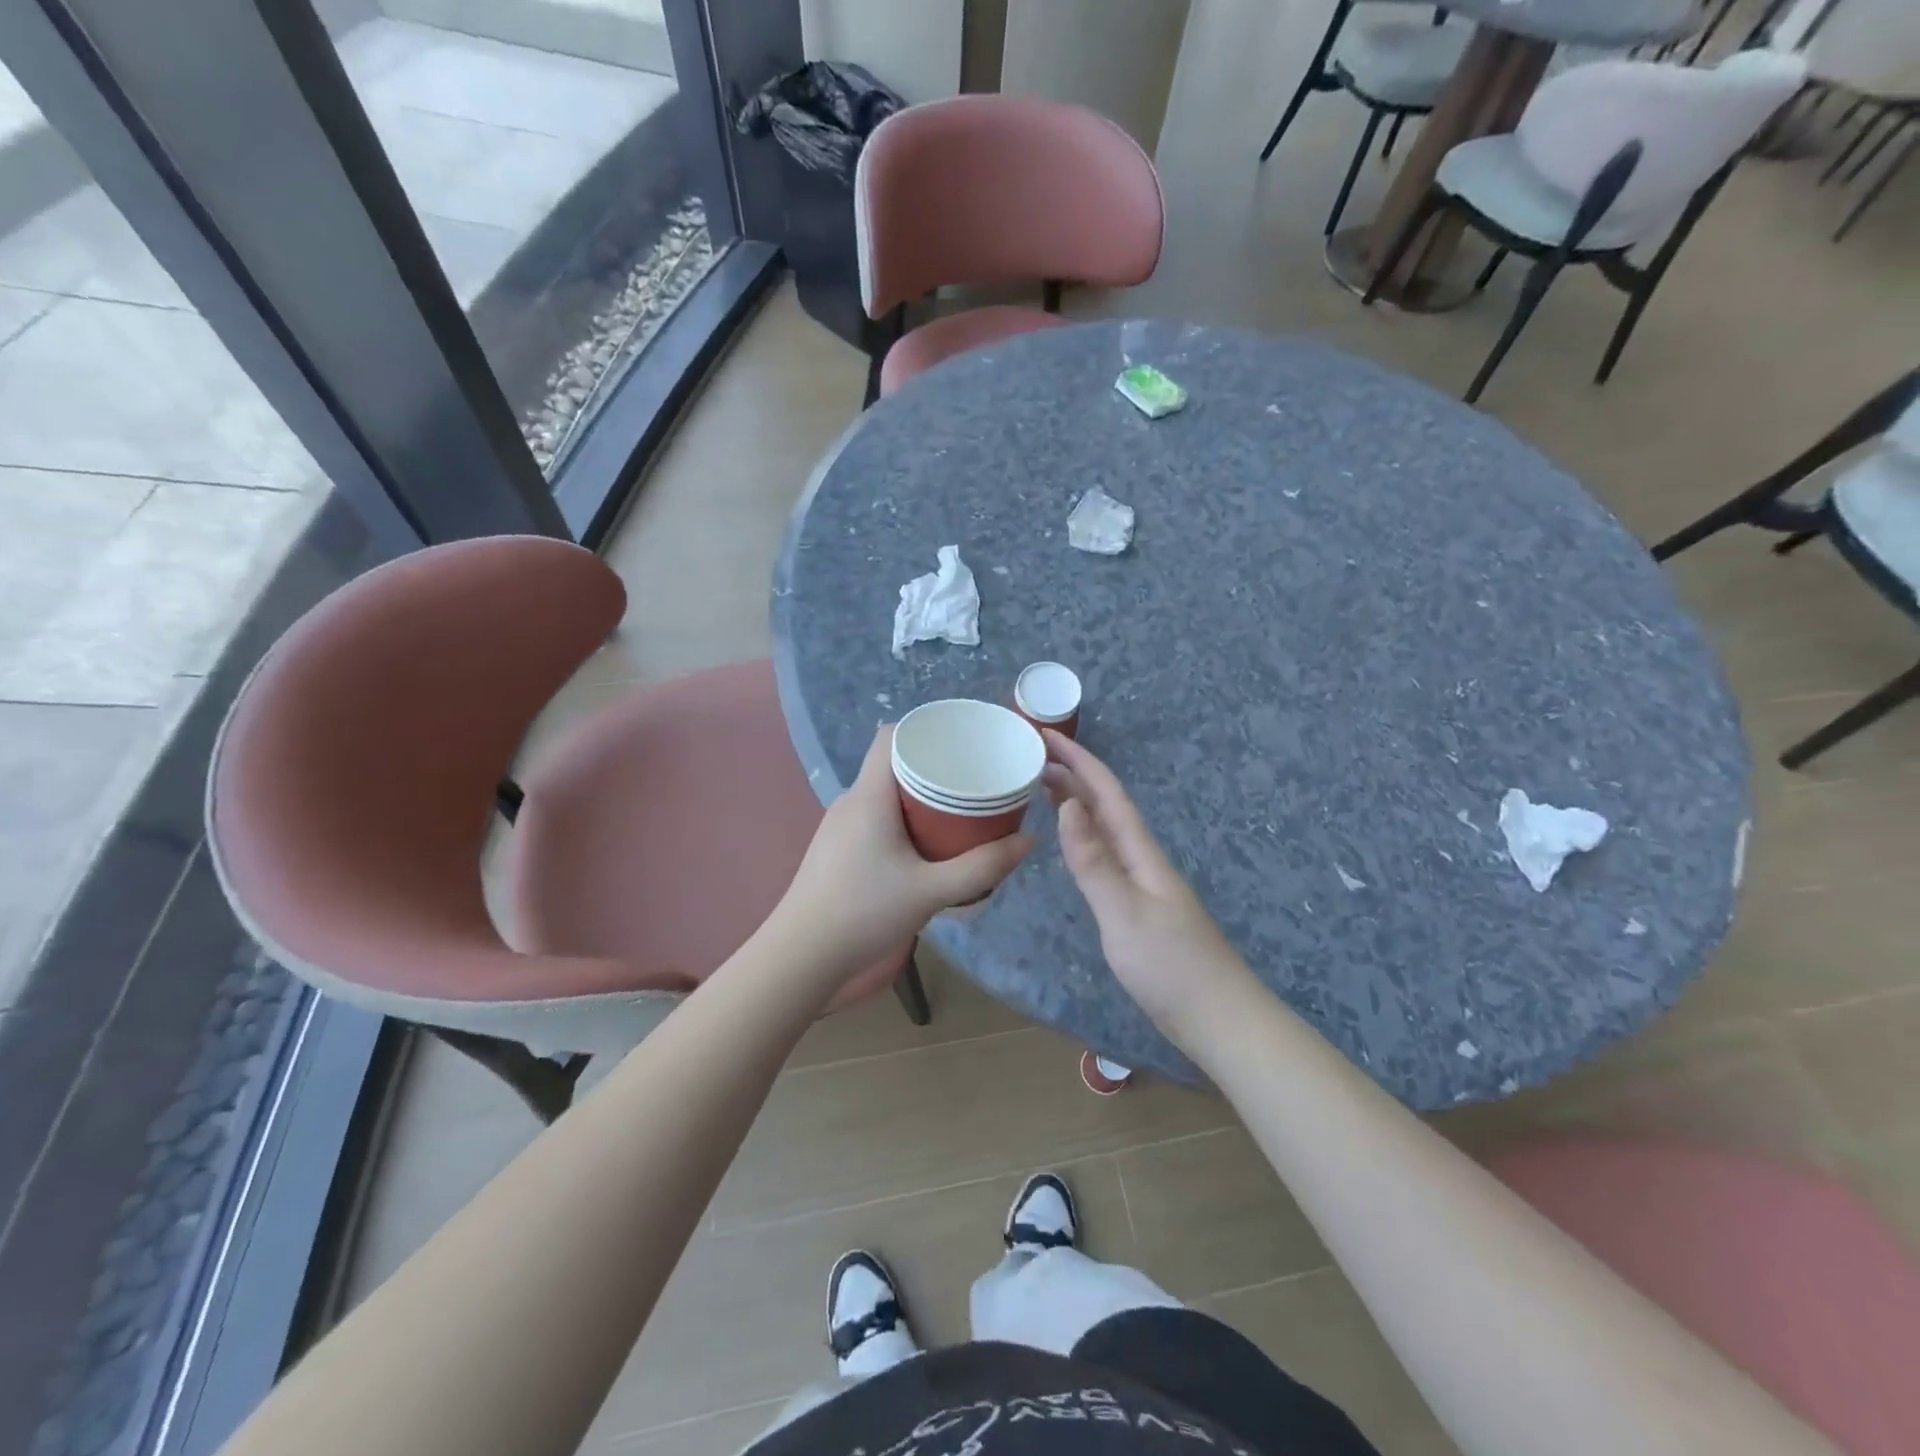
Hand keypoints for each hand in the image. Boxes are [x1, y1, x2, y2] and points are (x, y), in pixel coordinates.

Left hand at [774, 727, 1033, 977]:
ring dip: (917, 796)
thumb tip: (1028, 840)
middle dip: (932, 766)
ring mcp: (839, 825)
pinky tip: (923, 843)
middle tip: (972, 780)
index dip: (925, 730)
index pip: (891, 735)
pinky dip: (901, 818)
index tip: (960, 743)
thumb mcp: (931, 891)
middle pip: (892, 763)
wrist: (801, 956)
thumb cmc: (864, 912)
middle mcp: (851, 800)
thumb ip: (981, 867)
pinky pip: (874, 816)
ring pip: (883, 793)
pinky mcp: (835, 848)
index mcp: (869, 795)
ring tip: (956, 810)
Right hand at [1043, 732, 1254, 1042]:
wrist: (1218, 1018)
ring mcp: (1142, 883)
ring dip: (1076, 803)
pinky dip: (1083, 838)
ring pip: (1105, 829)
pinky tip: (1073, 844)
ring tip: (1043, 788)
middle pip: (1106, 806)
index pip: (1107, 792)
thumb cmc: (1170, 966)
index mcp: (1141, 852)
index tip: (1045, 735)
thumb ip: (1093, 861)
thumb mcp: (1123, 912)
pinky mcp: (1137, 908)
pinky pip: (1104, 856)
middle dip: (1073, 775)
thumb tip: (1066, 805)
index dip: (1078, 761)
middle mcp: (1142, 859)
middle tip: (1032, 757)